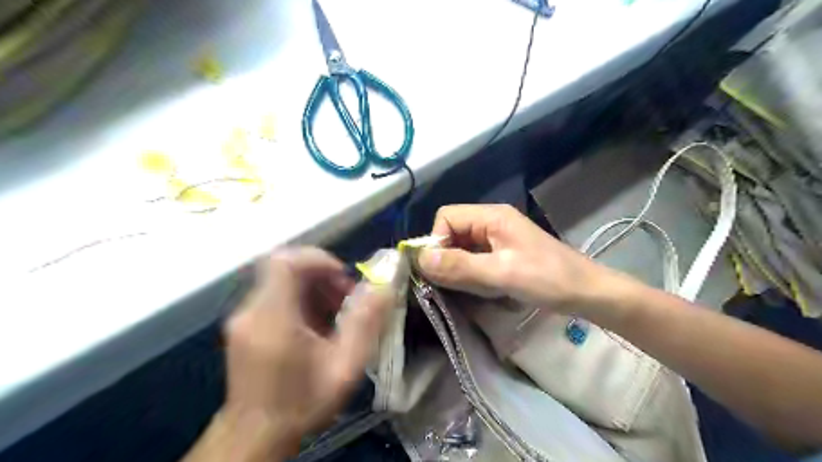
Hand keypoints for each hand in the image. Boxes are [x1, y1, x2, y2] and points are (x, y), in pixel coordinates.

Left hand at [222, 247, 393, 456]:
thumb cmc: (302, 403)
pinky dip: (302, 299)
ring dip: (314, 286)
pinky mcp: (245, 325)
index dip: (317, 259)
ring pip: (282, 280)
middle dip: (322, 275)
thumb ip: (366, 324)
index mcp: (272, 318)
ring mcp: (244, 318)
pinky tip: (318, 324)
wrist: (256, 437)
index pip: (285, 261)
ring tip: (337, 313)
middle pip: (286, 268)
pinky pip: (276, 295)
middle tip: (346, 298)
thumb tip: (384, 288)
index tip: (343, 277)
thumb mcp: (345, 367)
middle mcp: (252, 311)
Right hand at [418, 204, 616, 310]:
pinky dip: (471, 275)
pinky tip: (483, 290)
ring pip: (461, 249)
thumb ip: (460, 266)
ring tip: (474, 289)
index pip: (446, 217)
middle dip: (448, 258)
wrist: (587, 293)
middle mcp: (491, 222)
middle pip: (452, 233)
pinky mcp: (502, 254)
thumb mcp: (502, 274)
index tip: (441, 270)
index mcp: (492, 216)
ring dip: (460, 269)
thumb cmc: (549, 279)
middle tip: (457, 284)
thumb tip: (421, 258)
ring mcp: (497, 239)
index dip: (437, 241)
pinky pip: (474, 260)